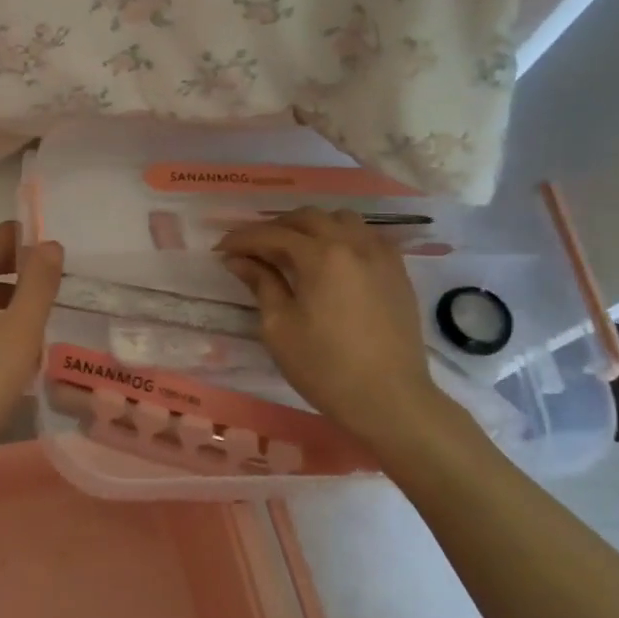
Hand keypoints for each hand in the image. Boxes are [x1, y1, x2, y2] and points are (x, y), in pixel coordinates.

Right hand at [218, 209, 454, 455]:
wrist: (390, 399)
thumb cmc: (324, 367)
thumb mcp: (279, 327)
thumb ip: (260, 284)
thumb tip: (237, 259)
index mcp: (321, 256)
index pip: (273, 235)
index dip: (243, 239)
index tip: (221, 250)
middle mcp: (353, 244)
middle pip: (307, 218)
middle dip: (275, 228)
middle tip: (253, 249)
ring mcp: (381, 256)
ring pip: (341, 220)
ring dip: (311, 227)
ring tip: (293, 250)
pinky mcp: (397, 272)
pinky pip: (366, 237)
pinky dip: (341, 238)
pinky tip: (330, 261)